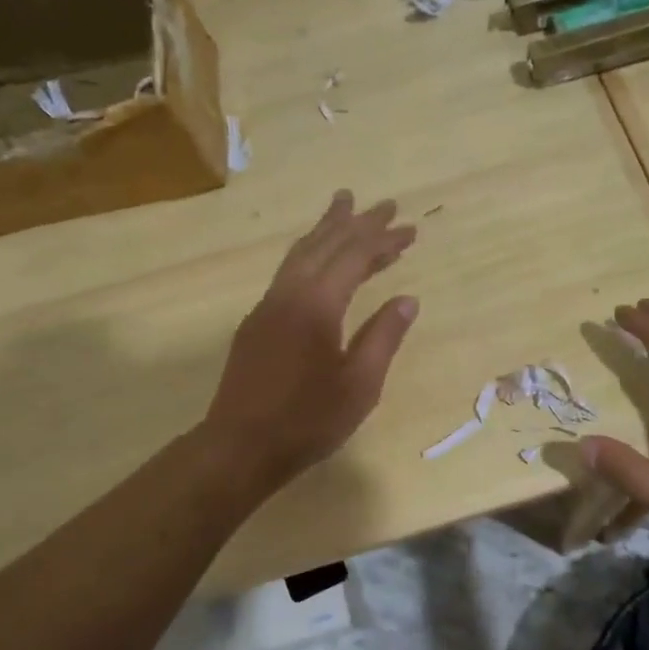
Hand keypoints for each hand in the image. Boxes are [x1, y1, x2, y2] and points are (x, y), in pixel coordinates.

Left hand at [203, 191, 419, 486]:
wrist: (239, 446)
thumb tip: (407, 299)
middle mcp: (289, 293)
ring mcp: (267, 306)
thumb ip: (384, 336)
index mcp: (317, 304)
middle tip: (383, 203)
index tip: (409, 228)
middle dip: (356, 222)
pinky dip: (310, 255)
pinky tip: (317, 262)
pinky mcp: (256, 322)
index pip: (355, 257)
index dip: (383, 240)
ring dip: (326, 230)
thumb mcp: (360, 384)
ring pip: (300, 254)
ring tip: (343, 208)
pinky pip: (287, 273)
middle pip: (324, 244)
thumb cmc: (307, 420)